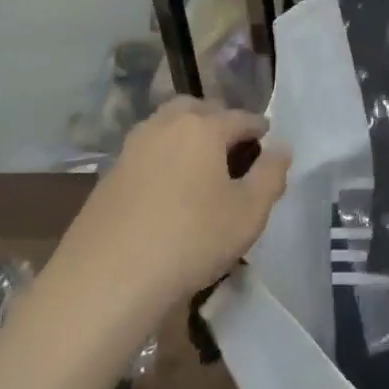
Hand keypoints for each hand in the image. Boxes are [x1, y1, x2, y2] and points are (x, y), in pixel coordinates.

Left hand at [69, 98, 291, 304]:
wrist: (107, 279)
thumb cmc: (191, 240)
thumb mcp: (249, 213)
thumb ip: (271, 175)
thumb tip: (281, 148)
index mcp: (203, 127)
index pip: (241, 117)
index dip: (259, 129)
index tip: (269, 144)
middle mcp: (165, 125)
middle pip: (197, 109)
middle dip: (219, 121)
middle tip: (233, 149)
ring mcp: (132, 147)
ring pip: (167, 126)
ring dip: (187, 135)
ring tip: (201, 167)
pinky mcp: (109, 173)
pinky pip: (146, 151)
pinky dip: (164, 157)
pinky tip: (168, 189)